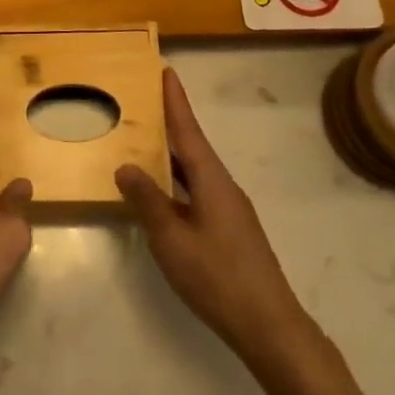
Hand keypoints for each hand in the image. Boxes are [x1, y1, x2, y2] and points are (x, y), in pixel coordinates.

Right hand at [116, 70, 314, 362]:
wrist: (268, 324)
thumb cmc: (217, 276)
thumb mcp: (171, 238)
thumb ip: (147, 200)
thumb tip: (126, 166)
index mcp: (211, 180)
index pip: (188, 130)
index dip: (175, 101)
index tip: (166, 70)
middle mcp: (223, 186)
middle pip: (192, 146)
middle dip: (170, 123)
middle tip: (143, 102)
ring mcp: (229, 209)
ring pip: (194, 171)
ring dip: (171, 154)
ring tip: (143, 141)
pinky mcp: (229, 229)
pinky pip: (197, 191)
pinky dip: (176, 181)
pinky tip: (160, 193)